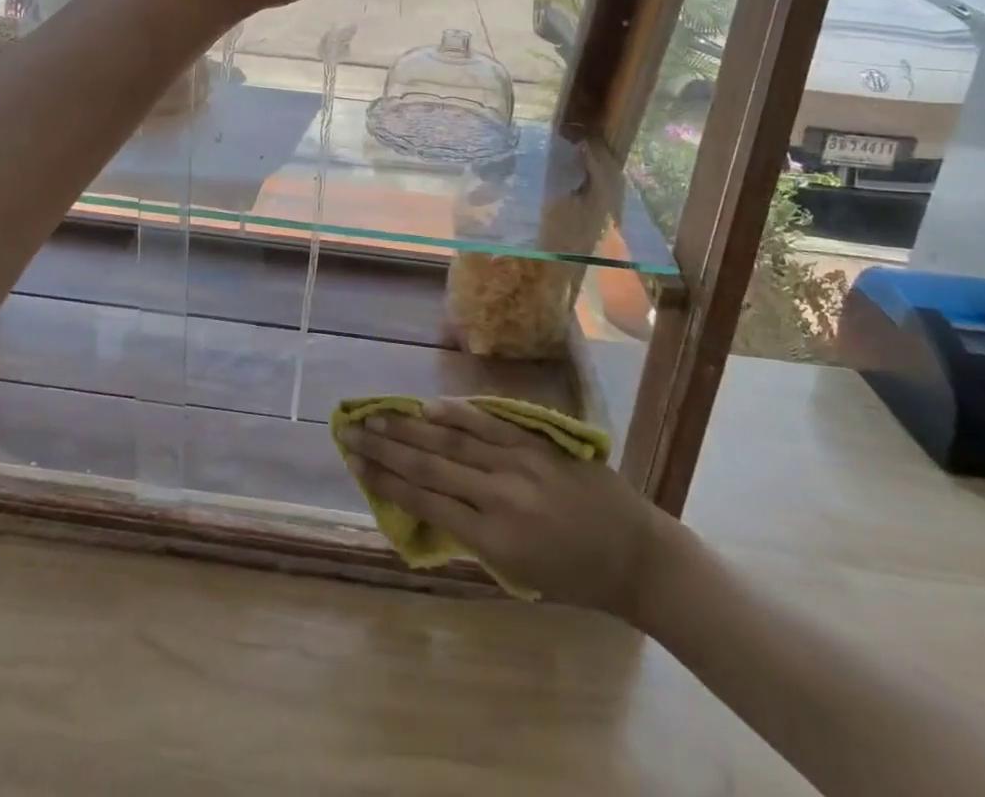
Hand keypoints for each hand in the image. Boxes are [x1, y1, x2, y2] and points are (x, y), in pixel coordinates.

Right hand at [338, 399, 674, 615]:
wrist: (634, 553)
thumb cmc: (574, 577)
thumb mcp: (516, 572)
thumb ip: (471, 535)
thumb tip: (427, 499)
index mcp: (493, 539)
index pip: (426, 501)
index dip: (385, 480)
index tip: (355, 463)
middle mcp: (499, 496)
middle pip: (429, 464)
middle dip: (385, 447)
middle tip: (349, 429)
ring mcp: (518, 463)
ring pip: (452, 439)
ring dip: (409, 426)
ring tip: (376, 414)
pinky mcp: (536, 442)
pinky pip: (488, 423)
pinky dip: (456, 413)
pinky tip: (428, 406)